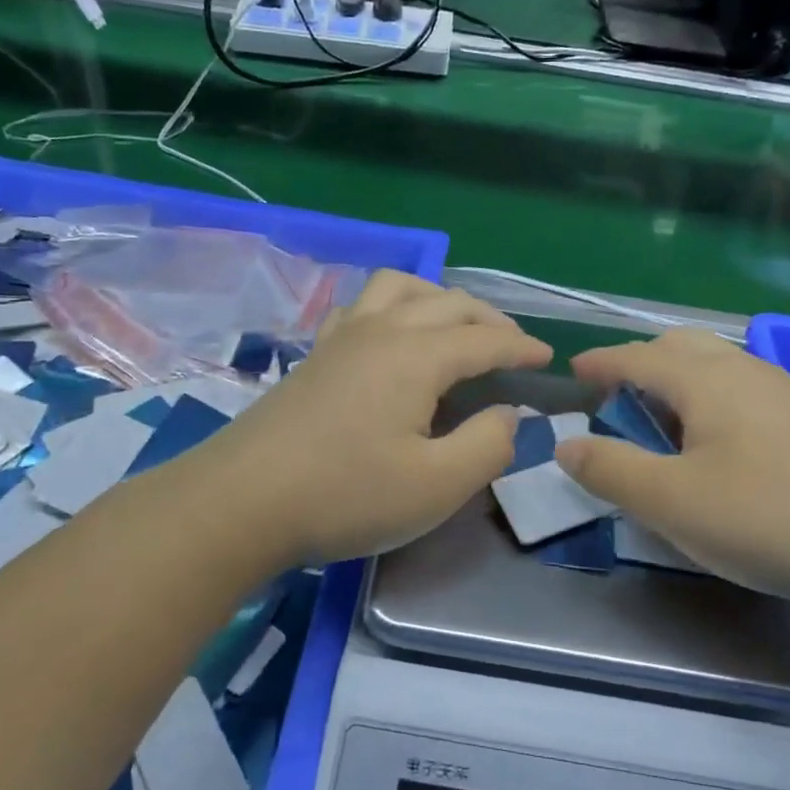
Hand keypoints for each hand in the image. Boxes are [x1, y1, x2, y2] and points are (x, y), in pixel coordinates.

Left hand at [208, 272, 550, 566]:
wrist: (240, 502)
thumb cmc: (345, 496)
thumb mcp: (435, 486)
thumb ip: (487, 445)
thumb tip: (508, 413)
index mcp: (416, 356)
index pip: (484, 340)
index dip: (522, 348)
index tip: (549, 360)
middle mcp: (381, 330)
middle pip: (447, 303)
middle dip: (489, 319)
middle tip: (513, 348)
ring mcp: (341, 338)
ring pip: (399, 288)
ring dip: (438, 298)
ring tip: (454, 327)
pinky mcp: (314, 354)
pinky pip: (361, 305)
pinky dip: (391, 306)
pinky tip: (389, 335)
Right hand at [554, 330, 789, 625]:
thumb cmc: (763, 519)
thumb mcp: (670, 502)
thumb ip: (610, 469)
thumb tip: (566, 445)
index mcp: (706, 380)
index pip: (636, 356)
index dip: (600, 362)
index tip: (572, 372)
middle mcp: (744, 371)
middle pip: (678, 347)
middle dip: (638, 364)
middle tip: (614, 400)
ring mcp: (782, 392)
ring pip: (714, 366)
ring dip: (675, 381)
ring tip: (659, 423)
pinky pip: (739, 388)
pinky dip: (707, 398)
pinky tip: (714, 442)